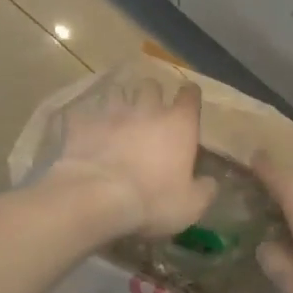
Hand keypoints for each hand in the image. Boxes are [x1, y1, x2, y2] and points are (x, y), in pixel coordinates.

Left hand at [46, 78, 217, 236]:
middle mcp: (148, 110)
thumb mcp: (190, 206)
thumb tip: (210, 182)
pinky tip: (87, 131)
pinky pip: (85, 113)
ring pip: (118, 93)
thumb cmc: (153, 200)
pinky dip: (87, 120)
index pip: (190, 95)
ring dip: (120, 103)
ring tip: (118, 118)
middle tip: (150, 112)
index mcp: (179, 124)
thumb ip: (204, 190)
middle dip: (152, 95)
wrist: (97, 197)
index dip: (189, 96)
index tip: (188, 102)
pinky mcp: (83, 123)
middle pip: (151, 86)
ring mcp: (112, 113)